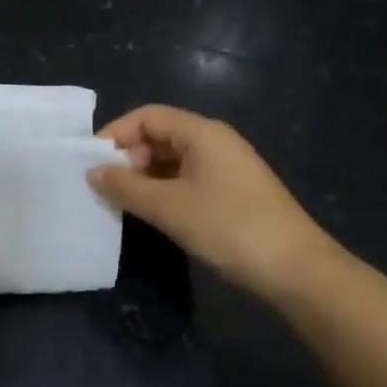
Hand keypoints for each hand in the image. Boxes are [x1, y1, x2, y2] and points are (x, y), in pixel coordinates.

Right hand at [90, 105, 334, 295]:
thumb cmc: (229, 228)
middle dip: (128, 157)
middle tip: (105, 187)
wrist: (296, 269)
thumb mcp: (169, 207)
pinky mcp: (231, 193)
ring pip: (172, 160)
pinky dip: (162, 190)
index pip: (148, 116)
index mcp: (202, 133)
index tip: (91, 162)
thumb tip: (93, 172)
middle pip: (160, 135)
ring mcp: (226, 168)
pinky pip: (186, 180)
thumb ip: (126, 186)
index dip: (116, 133)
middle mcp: (215, 142)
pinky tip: (150, 214)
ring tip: (120, 203)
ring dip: (143, 177)